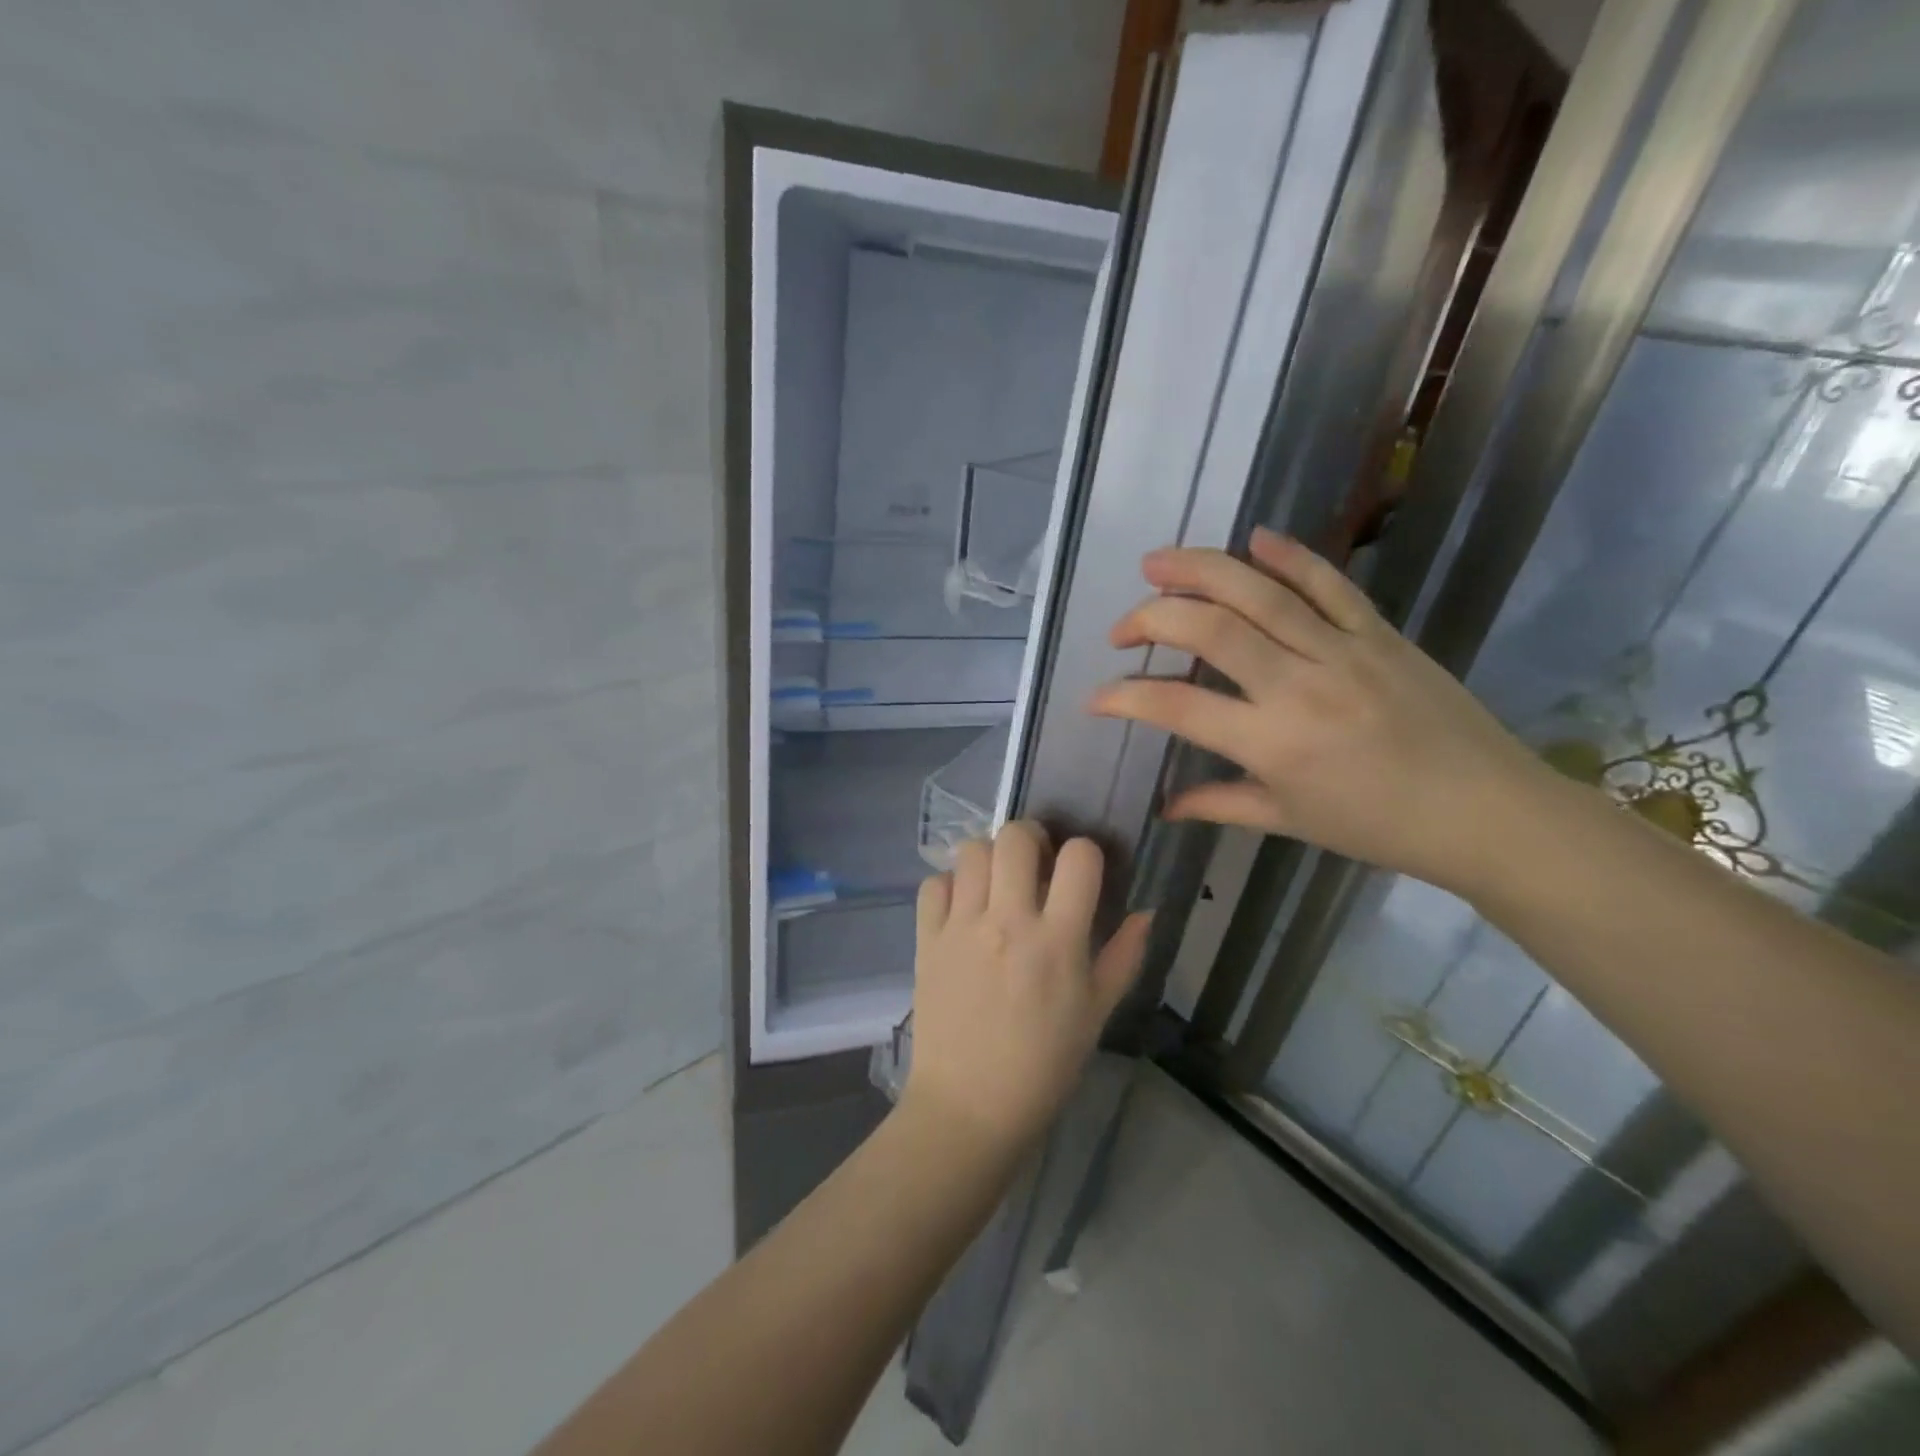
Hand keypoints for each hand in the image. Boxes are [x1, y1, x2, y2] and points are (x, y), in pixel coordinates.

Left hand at [905, 822, 1151, 1156]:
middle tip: (1034, 864)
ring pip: (972, 850)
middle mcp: (1008, 921)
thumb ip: (1123, 957)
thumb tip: (1146, 912)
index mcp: (1057, 941)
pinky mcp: (926, 939)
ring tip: (996, 883)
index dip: (1085, 854)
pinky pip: (934, 884)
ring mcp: (961, 927)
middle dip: (1032, 839)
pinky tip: (962, 909)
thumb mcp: (1096, 1015)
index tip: (1080, 873)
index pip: (1079, 858)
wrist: (969, 1106)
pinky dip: (950, 886)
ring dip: (989, 857)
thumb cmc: (1043, 1066)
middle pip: (1016, 836)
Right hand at [1088, 527, 1552, 897]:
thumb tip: (1165, 806)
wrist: (1487, 811)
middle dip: (1151, 618)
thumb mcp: (1290, 821)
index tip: (1095, 696)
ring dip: (1199, 569)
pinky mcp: (1379, 632)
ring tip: (1157, 561)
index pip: (1176, 706)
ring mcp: (1342, 650)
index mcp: (1272, 743)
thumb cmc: (1380, 827)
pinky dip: (1289, 556)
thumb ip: (1219, 804)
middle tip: (1122, 627)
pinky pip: (1329, 583)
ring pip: (1259, 591)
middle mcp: (1299, 685)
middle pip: (1209, 628)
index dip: (1124, 696)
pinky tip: (1253, 540)